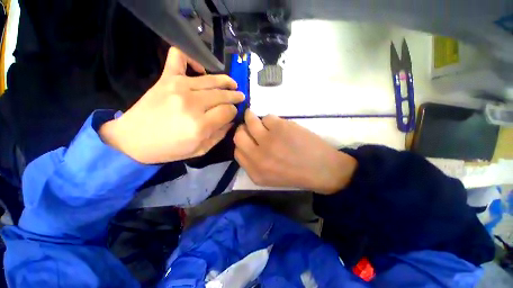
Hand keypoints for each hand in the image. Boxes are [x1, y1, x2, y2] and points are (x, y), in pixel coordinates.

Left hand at [100, 47, 244, 163]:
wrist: (133, 139)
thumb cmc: (169, 149)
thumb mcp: (201, 150)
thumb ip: (219, 135)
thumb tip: (231, 121)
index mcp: (200, 125)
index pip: (228, 111)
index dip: (234, 112)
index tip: (233, 113)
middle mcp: (192, 103)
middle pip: (222, 95)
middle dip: (235, 96)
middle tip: (240, 97)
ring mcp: (178, 87)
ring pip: (211, 79)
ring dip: (226, 81)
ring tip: (232, 84)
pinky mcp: (166, 78)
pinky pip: (179, 57)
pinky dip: (191, 58)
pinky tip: (200, 69)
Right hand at [233, 110, 356, 193]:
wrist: (323, 170)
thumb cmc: (296, 174)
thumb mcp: (269, 177)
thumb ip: (254, 163)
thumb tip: (247, 143)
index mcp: (255, 172)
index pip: (236, 152)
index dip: (241, 142)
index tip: (247, 138)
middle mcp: (258, 157)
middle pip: (238, 135)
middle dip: (243, 129)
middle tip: (251, 127)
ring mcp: (268, 141)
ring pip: (250, 121)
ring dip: (252, 118)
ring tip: (260, 120)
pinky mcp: (280, 128)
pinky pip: (267, 117)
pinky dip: (271, 120)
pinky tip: (280, 126)